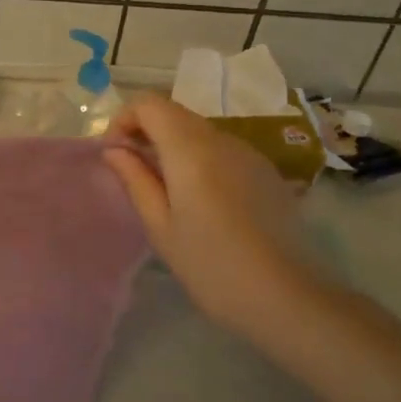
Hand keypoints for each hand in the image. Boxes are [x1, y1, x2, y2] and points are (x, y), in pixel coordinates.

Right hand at [102, 95, 331, 338]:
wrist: (286, 297)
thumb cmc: (210, 265)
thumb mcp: (160, 226)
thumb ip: (135, 179)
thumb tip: (114, 150)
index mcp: (190, 148)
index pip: (149, 103)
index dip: (124, 119)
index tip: (115, 154)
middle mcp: (221, 139)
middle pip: (174, 113)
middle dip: (146, 131)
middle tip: (133, 172)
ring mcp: (248, 152)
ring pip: (199, 131)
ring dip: (173, 146)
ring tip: (166, 190)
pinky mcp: (266, 170)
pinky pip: (222, 149)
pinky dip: (200, 159)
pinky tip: (203, 201)